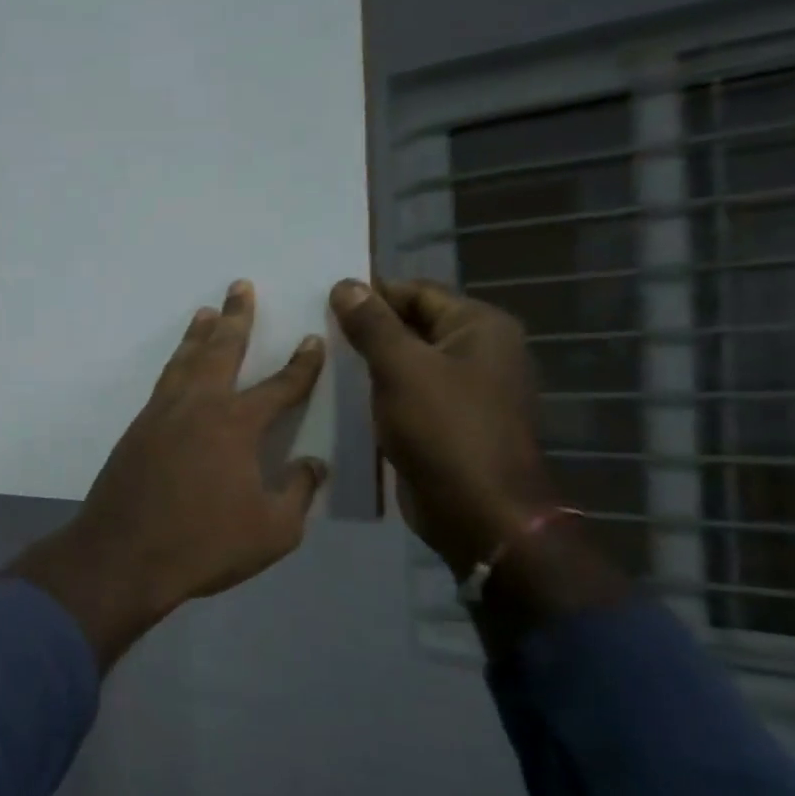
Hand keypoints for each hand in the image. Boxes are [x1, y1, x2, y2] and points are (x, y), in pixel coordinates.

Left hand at [13, 281, 327, 669]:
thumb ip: (297, 492)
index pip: (279, 386)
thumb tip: (311, 465)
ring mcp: (161, 414)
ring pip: (184, 361)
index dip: (301, 364)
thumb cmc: (204, 544)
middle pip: (221, 350)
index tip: (312, 340)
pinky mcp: (136, 430)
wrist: (123, 554)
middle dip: (236, 318)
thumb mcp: (272, 530)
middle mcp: (198, 406)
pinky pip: (163, 384)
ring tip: (206, 312)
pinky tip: (179, 369)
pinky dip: (176, 366)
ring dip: (198, 335)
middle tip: (240, 287)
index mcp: (237, 424)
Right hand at [328, 278, 554, 574]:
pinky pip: (408, 392)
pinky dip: (379, 390)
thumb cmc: (444, 429)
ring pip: (407, 360)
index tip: (321, 302)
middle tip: (314, 331)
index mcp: (480, 327)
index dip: (371, 293)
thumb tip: (345, 284)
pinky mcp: (448, 421)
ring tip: (320, 360)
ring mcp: (466, 388)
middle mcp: (480, 351)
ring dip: (369, 361)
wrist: (477, 511)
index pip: (416, 292)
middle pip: (413, 324)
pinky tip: (342, 395)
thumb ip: (372, 324)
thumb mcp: (401, 368)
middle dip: (366, 327)